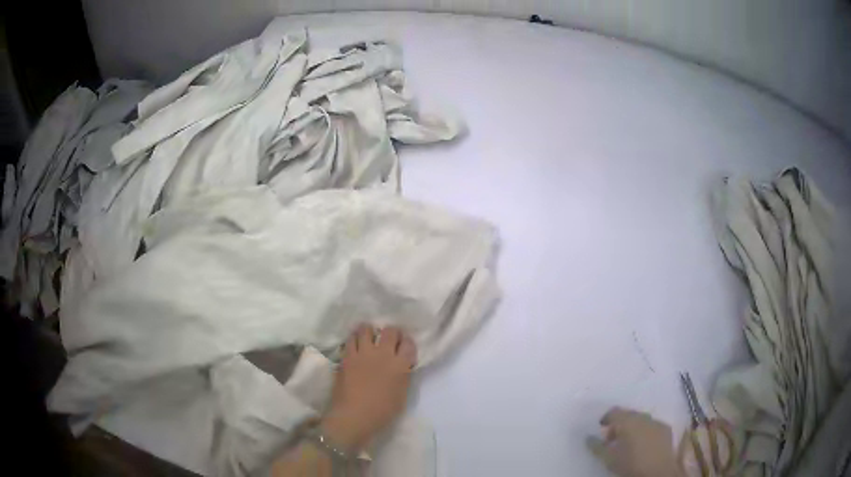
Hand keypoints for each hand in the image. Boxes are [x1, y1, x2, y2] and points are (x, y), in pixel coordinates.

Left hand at [319, 325, 416, 451]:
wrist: (354, 416)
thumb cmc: (382, 412)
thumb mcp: (401, 394)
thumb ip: (403, 376)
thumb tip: (401, 366)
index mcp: (400, 365)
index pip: (408, 344)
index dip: (407, 343)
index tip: (404, 347)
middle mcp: (383, 354)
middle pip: (390, 331)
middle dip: (392, 333)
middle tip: (389, 340)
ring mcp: (363, 353)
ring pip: (366, 329)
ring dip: (369, 331)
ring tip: (369, 338)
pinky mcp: (347, 356)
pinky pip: (350, 339)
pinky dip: (354, 339)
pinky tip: (355, 344)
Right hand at [587, 407, 679, 476]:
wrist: (658, 471)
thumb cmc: (630, 463)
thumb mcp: (608, 458)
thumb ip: (596, 446)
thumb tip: (588, 437)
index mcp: (628, 420)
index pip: (614, 411)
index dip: (606, 418)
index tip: (600, 428)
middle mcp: (643, 416)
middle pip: (629, 415)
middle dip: (620, 424)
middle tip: (612, 439)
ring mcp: (657, 421)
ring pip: (642, 420)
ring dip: (633, 427)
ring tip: (627, 443)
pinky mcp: (666, 429)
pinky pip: (652, 425)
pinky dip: (645, 431)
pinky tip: (642, 444)